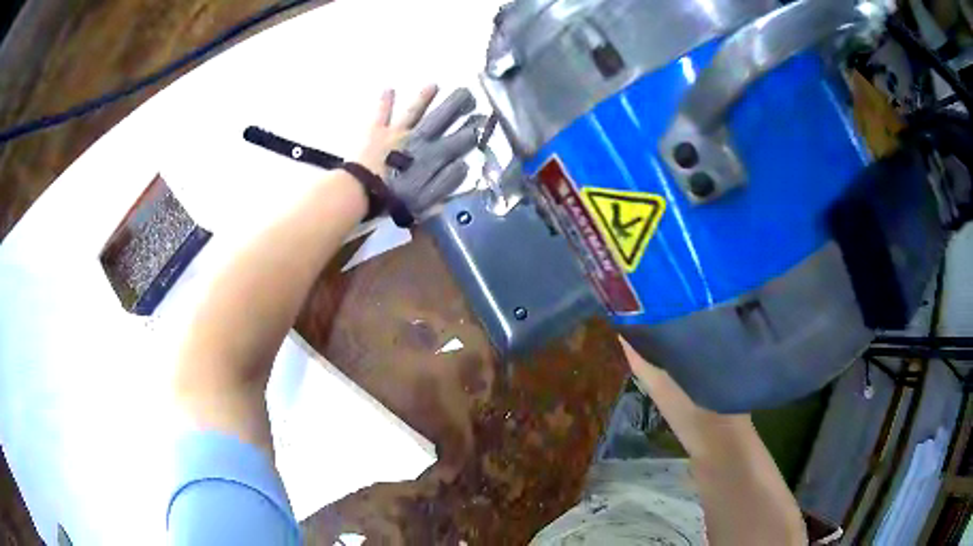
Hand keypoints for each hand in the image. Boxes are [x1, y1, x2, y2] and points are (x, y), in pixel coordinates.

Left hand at [357, 85, 482, 219]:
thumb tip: (463, 165)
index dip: (472, 132)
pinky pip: (382, 113)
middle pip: (440, 118)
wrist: (362, 192)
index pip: (458, 141)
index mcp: (432, 156)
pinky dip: (385, 101)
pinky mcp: (376, 131)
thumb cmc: (395, 200)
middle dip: (455, 104)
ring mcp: (397, 132)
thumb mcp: (427, 198)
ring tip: (434, 84)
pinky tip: (389, 89)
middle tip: (467, 92)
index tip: (482, 124)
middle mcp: (418, 139)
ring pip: (414, 111)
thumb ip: (447, 182)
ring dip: (424, 98)